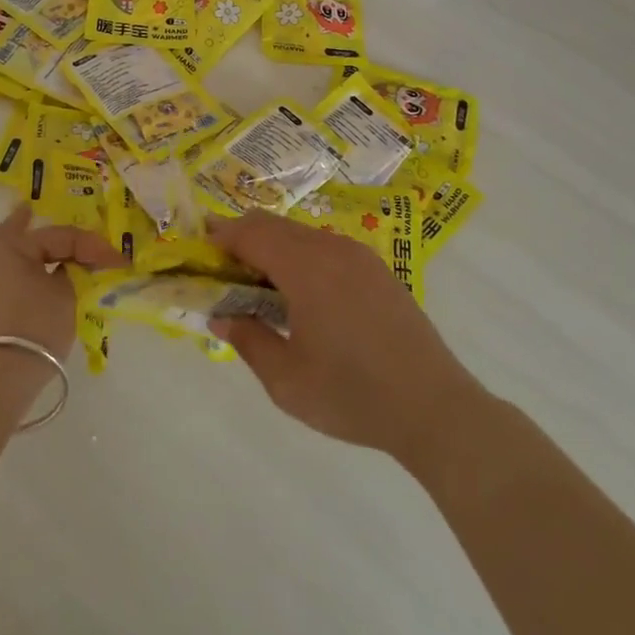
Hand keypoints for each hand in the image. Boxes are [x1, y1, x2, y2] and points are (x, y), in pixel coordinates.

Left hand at [0, 205, 125, 361]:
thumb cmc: (33, 325)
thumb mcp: (66, 295)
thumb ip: (74, 273)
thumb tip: (70, 269)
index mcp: (9, 247)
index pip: (58, 235)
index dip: (91, 244)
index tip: (117, 260)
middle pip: (20, 238)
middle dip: (39, 232)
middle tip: (48, 220)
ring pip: (12, 263)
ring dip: (34, 259)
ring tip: (51, 256)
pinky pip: (8, 285)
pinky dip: (25, 280)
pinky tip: (37, 285)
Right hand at [206, 211, 479, 465]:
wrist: (436, 409)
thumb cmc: (353, 396)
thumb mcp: (287, 381)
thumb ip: (248, 341)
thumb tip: (222, 318)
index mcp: (306, 268)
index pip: (251, 233)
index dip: (221, 236)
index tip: (199, 248)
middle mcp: (332, 250)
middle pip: (274, 225)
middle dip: (243, 239)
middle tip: (222, 270)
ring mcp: (359, 257)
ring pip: (301, 235)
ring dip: (272, 248)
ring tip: (259, 287)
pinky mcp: (378, 270)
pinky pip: (326, 248)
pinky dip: (300, 257)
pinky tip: (301, 295)